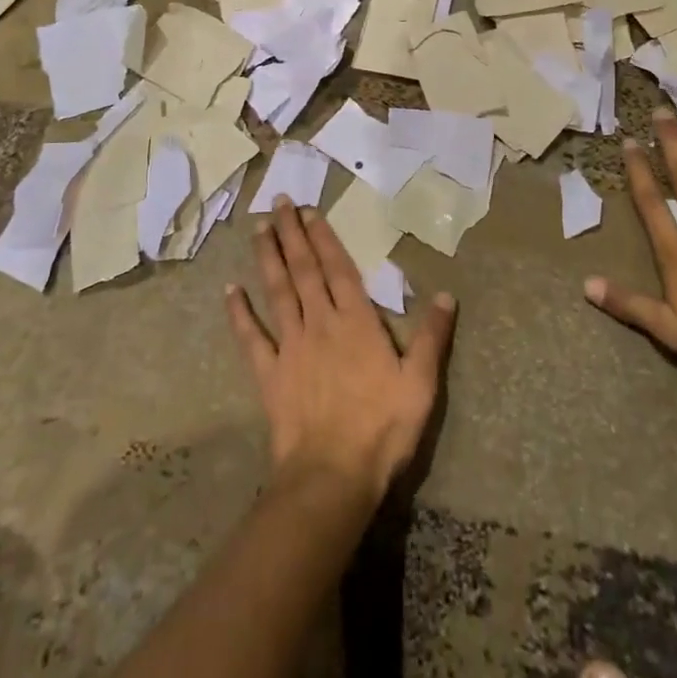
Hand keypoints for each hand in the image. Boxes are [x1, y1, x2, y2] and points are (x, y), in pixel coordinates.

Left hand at [227, 199, 456, 501]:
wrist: (332, 475)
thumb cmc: (382, 428)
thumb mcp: (420, 383)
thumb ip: (432, 336)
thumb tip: (447, 293)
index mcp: (356, 321)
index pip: (338, 268)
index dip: (323, 237)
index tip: (308, 210)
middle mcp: (320, 322)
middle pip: (303, 269)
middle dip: (291, 233)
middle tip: (278, 201)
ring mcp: (291, 345)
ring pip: (277, 291)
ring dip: (268, 257)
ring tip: (258, 228)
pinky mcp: (270, 372)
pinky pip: (251, 336)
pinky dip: (239, 312)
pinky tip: (229, 290)